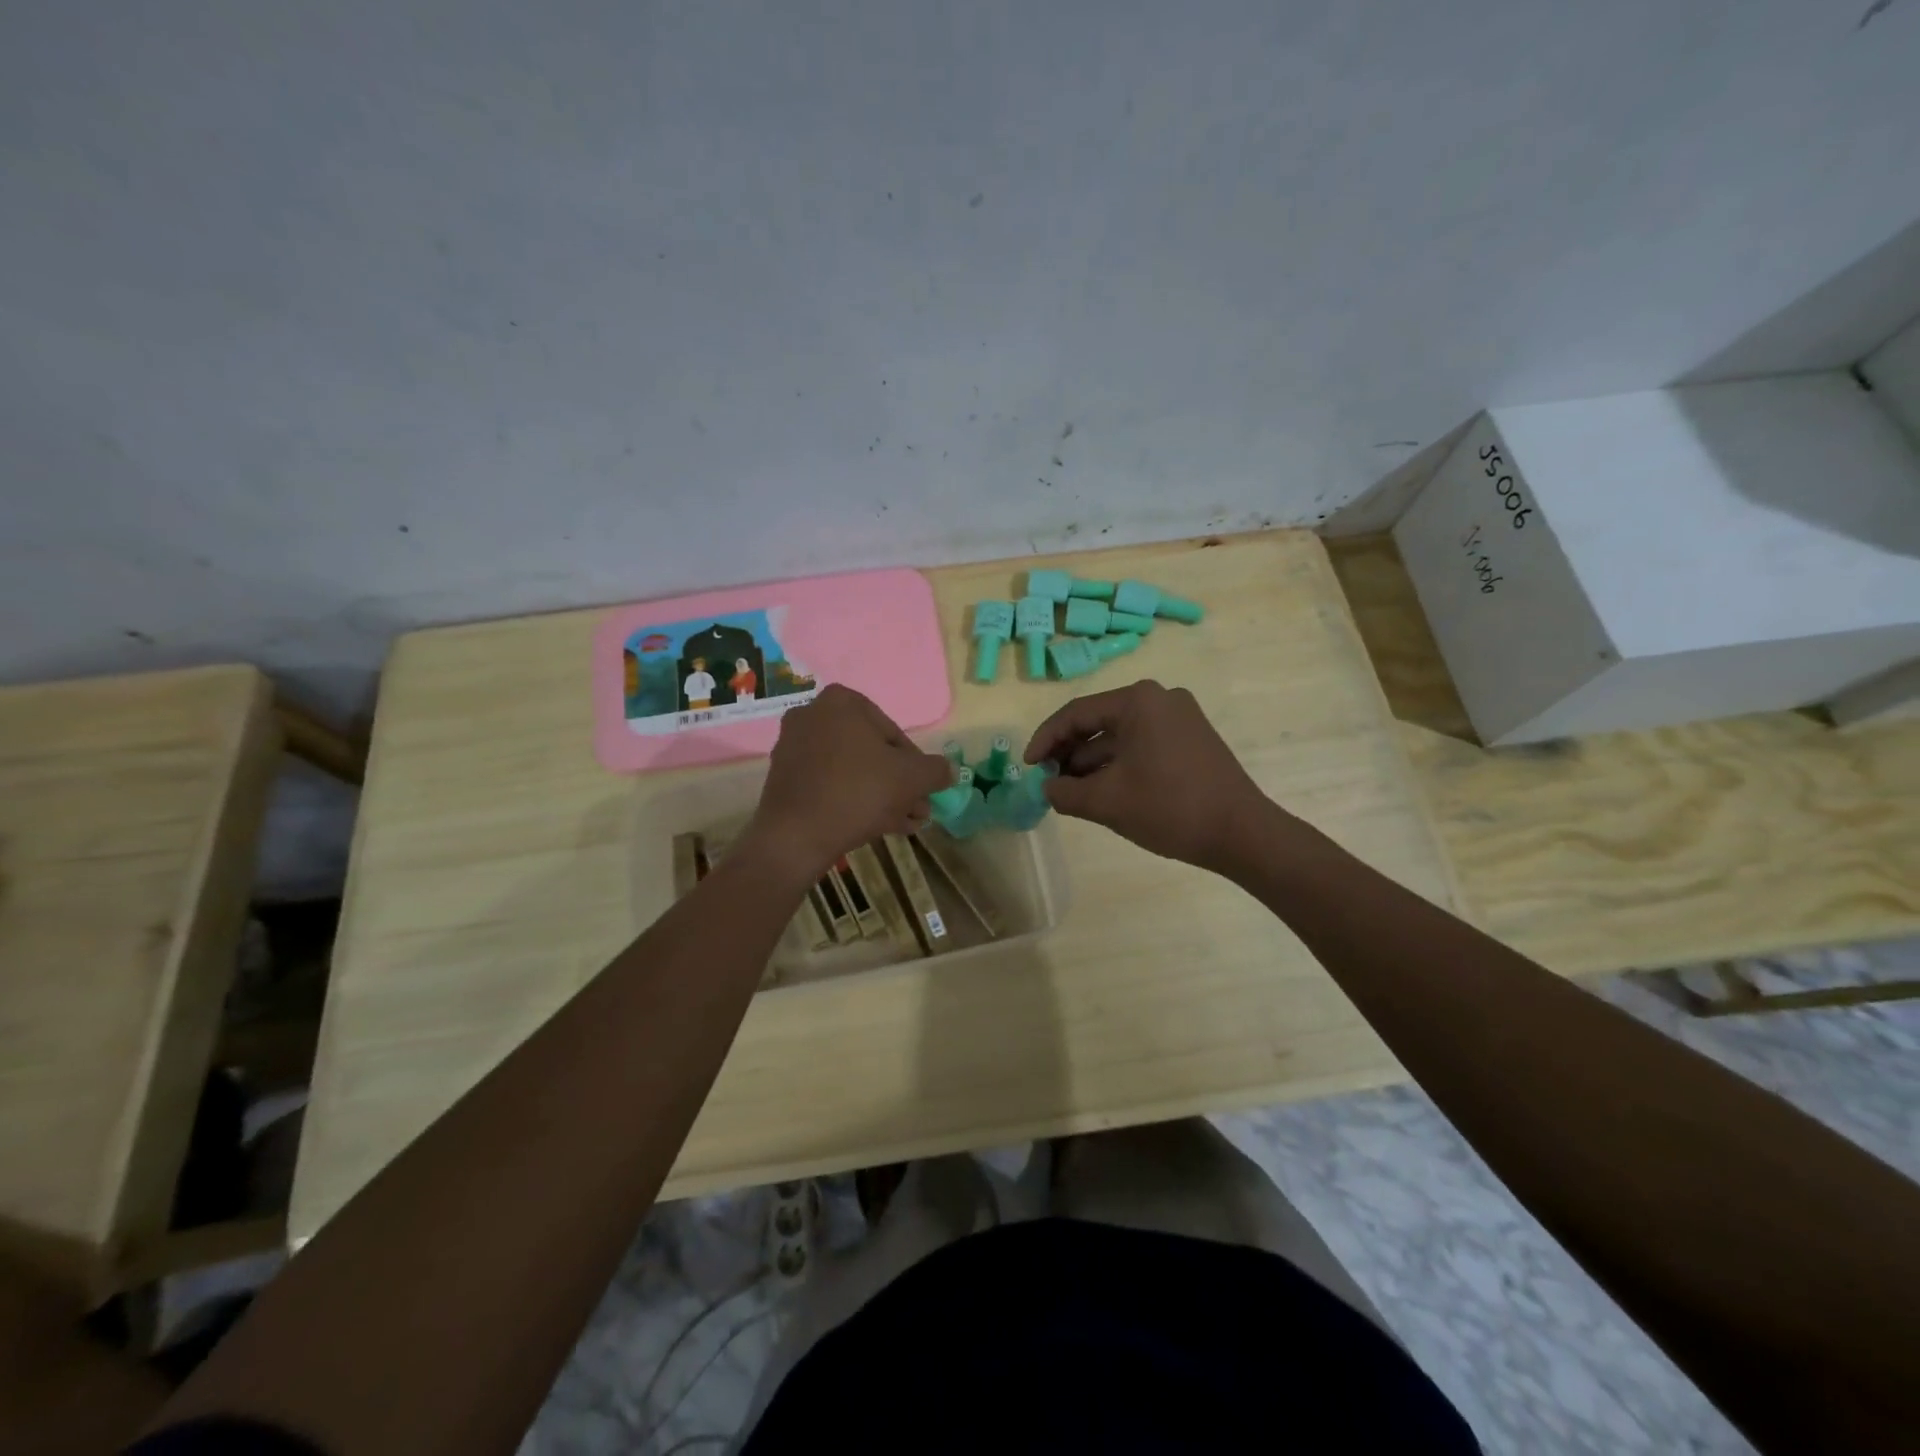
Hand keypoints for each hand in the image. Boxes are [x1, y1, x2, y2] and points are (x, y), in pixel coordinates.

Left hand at [741, 685, 950, 885]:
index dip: (915, 764)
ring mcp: (793, 747)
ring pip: (851, 770)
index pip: (893, 732)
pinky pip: (829, 783)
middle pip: (870, 752)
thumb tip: (948, 771)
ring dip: (881, 795)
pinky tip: (875, 826)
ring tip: (903, 824)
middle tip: (916, 810)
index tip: (924, 789)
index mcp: (841, 702)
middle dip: (897, 783)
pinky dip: (852, 800)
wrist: (796, 836)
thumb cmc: (859, 792)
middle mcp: (812, 715)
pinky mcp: (783, 778)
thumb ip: (936, 770)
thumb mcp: (912, 778)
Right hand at [1025, 679, 1293, 872]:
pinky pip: (1141, 745)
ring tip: (1070, 793)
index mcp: (1138, 700)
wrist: (1242, 833)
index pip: (1076, 714)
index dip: (1045, 740)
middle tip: (1048, 782)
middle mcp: (1160, 698)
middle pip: (1098, 722)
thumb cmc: (1170, 808)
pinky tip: (1103, 791)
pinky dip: (1118, 765)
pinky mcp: (1191, 739)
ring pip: (1119, 736)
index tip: (1028, 767)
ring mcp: (1179, 718)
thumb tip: (1047, 788)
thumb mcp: (1106, 802)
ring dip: (1092, 763)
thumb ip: (1064, 792)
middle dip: (1069, 753)